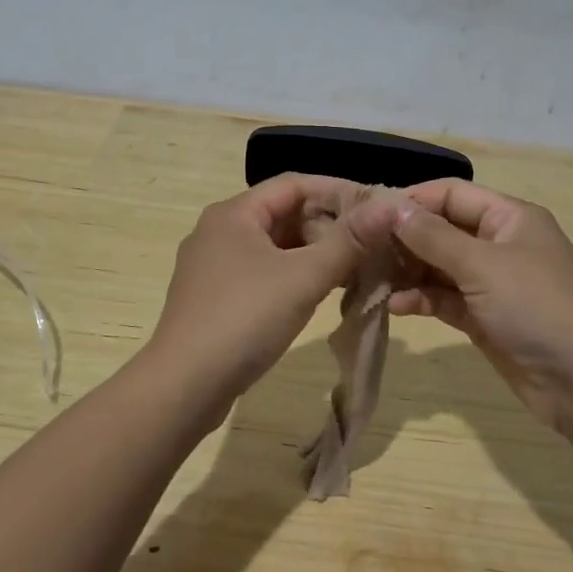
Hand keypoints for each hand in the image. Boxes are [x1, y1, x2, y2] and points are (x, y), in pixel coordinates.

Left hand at [146, 174, 393, 402]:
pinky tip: (318, 295)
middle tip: (369, 246)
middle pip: (283, 214)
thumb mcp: (302, 278)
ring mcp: (213, 265)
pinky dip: (292, 276)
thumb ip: (348, 241)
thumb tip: (389, 206)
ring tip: (353, 270)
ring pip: (274, 246)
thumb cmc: (244, 320)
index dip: (337, 192)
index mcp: (234, 213)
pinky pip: (262, 272)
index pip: (294, 185)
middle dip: (327, 226)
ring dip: (313, 254)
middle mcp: (219, 230)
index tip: (376, 208)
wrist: (183, 386)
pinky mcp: (214, 297)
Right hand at [388, 181, 572, 425]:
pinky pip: (445, 299)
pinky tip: (397, 306)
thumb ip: (434, 237)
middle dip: (405, 238)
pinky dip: (422, 299)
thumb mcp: (483, 264)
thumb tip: (392, 207)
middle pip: (443, 230)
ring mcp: (492, 283)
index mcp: (509, 217)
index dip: (413, 200)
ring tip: (372, 278)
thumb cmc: (537, 307)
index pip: (452, 194)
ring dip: (409, 271)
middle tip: (362, 248)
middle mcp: (500, 244)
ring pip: (440, 267)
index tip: (371, 213)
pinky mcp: (485, 318)